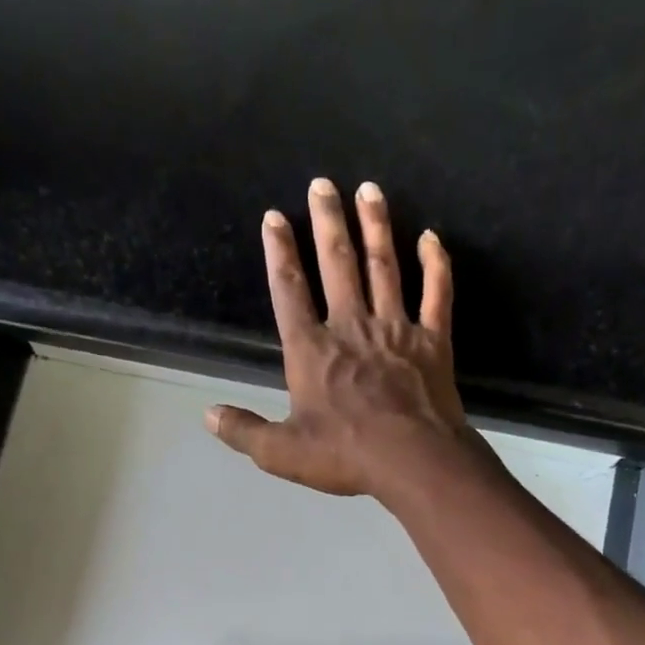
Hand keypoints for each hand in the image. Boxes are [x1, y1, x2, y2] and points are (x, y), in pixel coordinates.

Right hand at [205, 177, 471, 500]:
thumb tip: (208, 415)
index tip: (275, 217)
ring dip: (376, 226)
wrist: (413, 460)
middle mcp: (351, 327)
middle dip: (327, 222)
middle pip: (338, 264)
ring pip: (384, 266)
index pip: (289, 292)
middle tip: (323, 184)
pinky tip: (432, 238)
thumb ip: (244, 431)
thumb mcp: (281, 452)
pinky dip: (436, 265)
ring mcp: (395, 329)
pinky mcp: (433, 341)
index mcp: (311, 351)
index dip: (279, 253)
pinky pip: (437, 293)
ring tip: (369, 190)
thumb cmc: (344, 455)